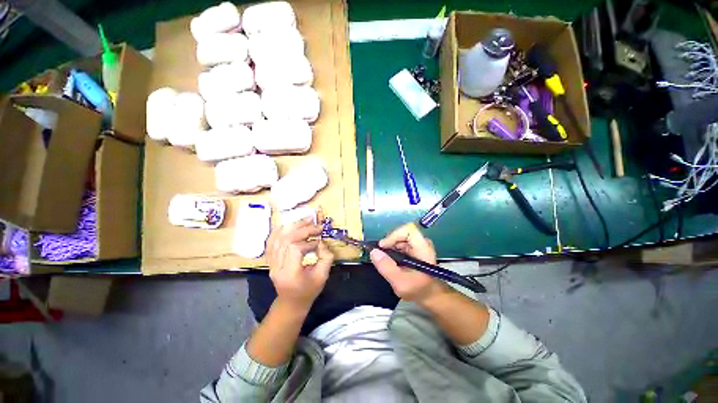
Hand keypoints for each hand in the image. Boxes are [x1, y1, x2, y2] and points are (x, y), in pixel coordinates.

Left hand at [266, 218, 333, 309]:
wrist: (291, 302)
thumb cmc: (308, 291)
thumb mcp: (322, 277)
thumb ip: (326, 258)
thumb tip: (322, 243)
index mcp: (290, 273)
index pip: (295, 249)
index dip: (309, 242)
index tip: (319, 242)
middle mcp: (277, 267)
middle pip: (286, 240)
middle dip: (302, 229)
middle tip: (315, 225)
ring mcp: (271, 263)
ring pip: (278, 238)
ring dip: (292, 227)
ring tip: (305, 220)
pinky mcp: (270, 260)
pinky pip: (271, 242)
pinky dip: (280, 231)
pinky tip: (289, 225)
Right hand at [369, 223, 448, 302]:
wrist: (430, 296)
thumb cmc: (418, 290)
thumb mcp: (400, 282)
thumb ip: (386, 267)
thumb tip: (373, 252)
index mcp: (423, 248)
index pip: (408, 229)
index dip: (393, 235)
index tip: (382, 247)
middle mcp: (422, 243)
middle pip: (402, 233)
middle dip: (389, 243)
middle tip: (381, 255)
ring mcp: (418, 244)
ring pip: (399, 237)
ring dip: (390, 247)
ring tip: (386, 260)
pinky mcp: (414, 248)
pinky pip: (400, 242)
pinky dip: (392, 250)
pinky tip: (391, 261)